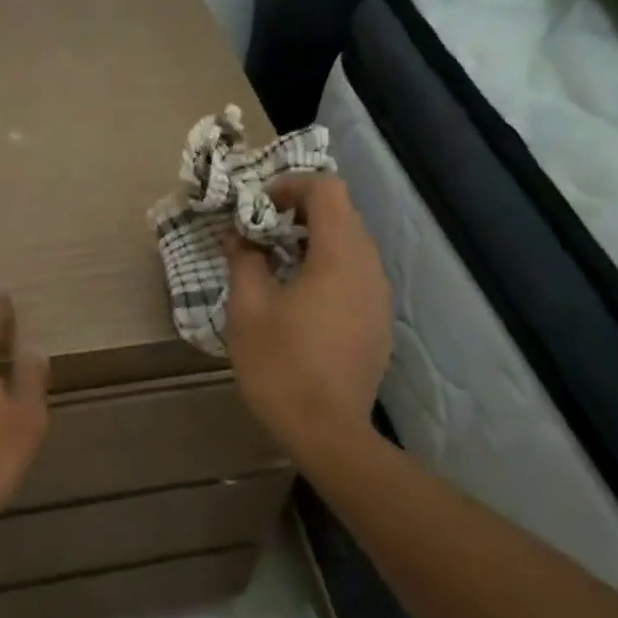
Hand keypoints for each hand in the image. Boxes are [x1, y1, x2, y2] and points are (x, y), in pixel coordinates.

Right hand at [225, 175, 391, 458]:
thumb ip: (245, 260)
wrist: (328, 433)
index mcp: (339, 255)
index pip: (327, 189)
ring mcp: (379, 296)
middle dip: (299, 211)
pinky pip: (355, 274)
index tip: (258, 205)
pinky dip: (328, 267)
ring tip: (277, 262)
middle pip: (342, 213)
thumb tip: (238, 235)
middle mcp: (368, 267)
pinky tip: (300, 298)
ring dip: (314, 239)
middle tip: (261, 230)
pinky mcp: (378, 321)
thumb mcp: (248, 308)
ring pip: (351, 244)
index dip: (291, 184)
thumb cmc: (281, 365)